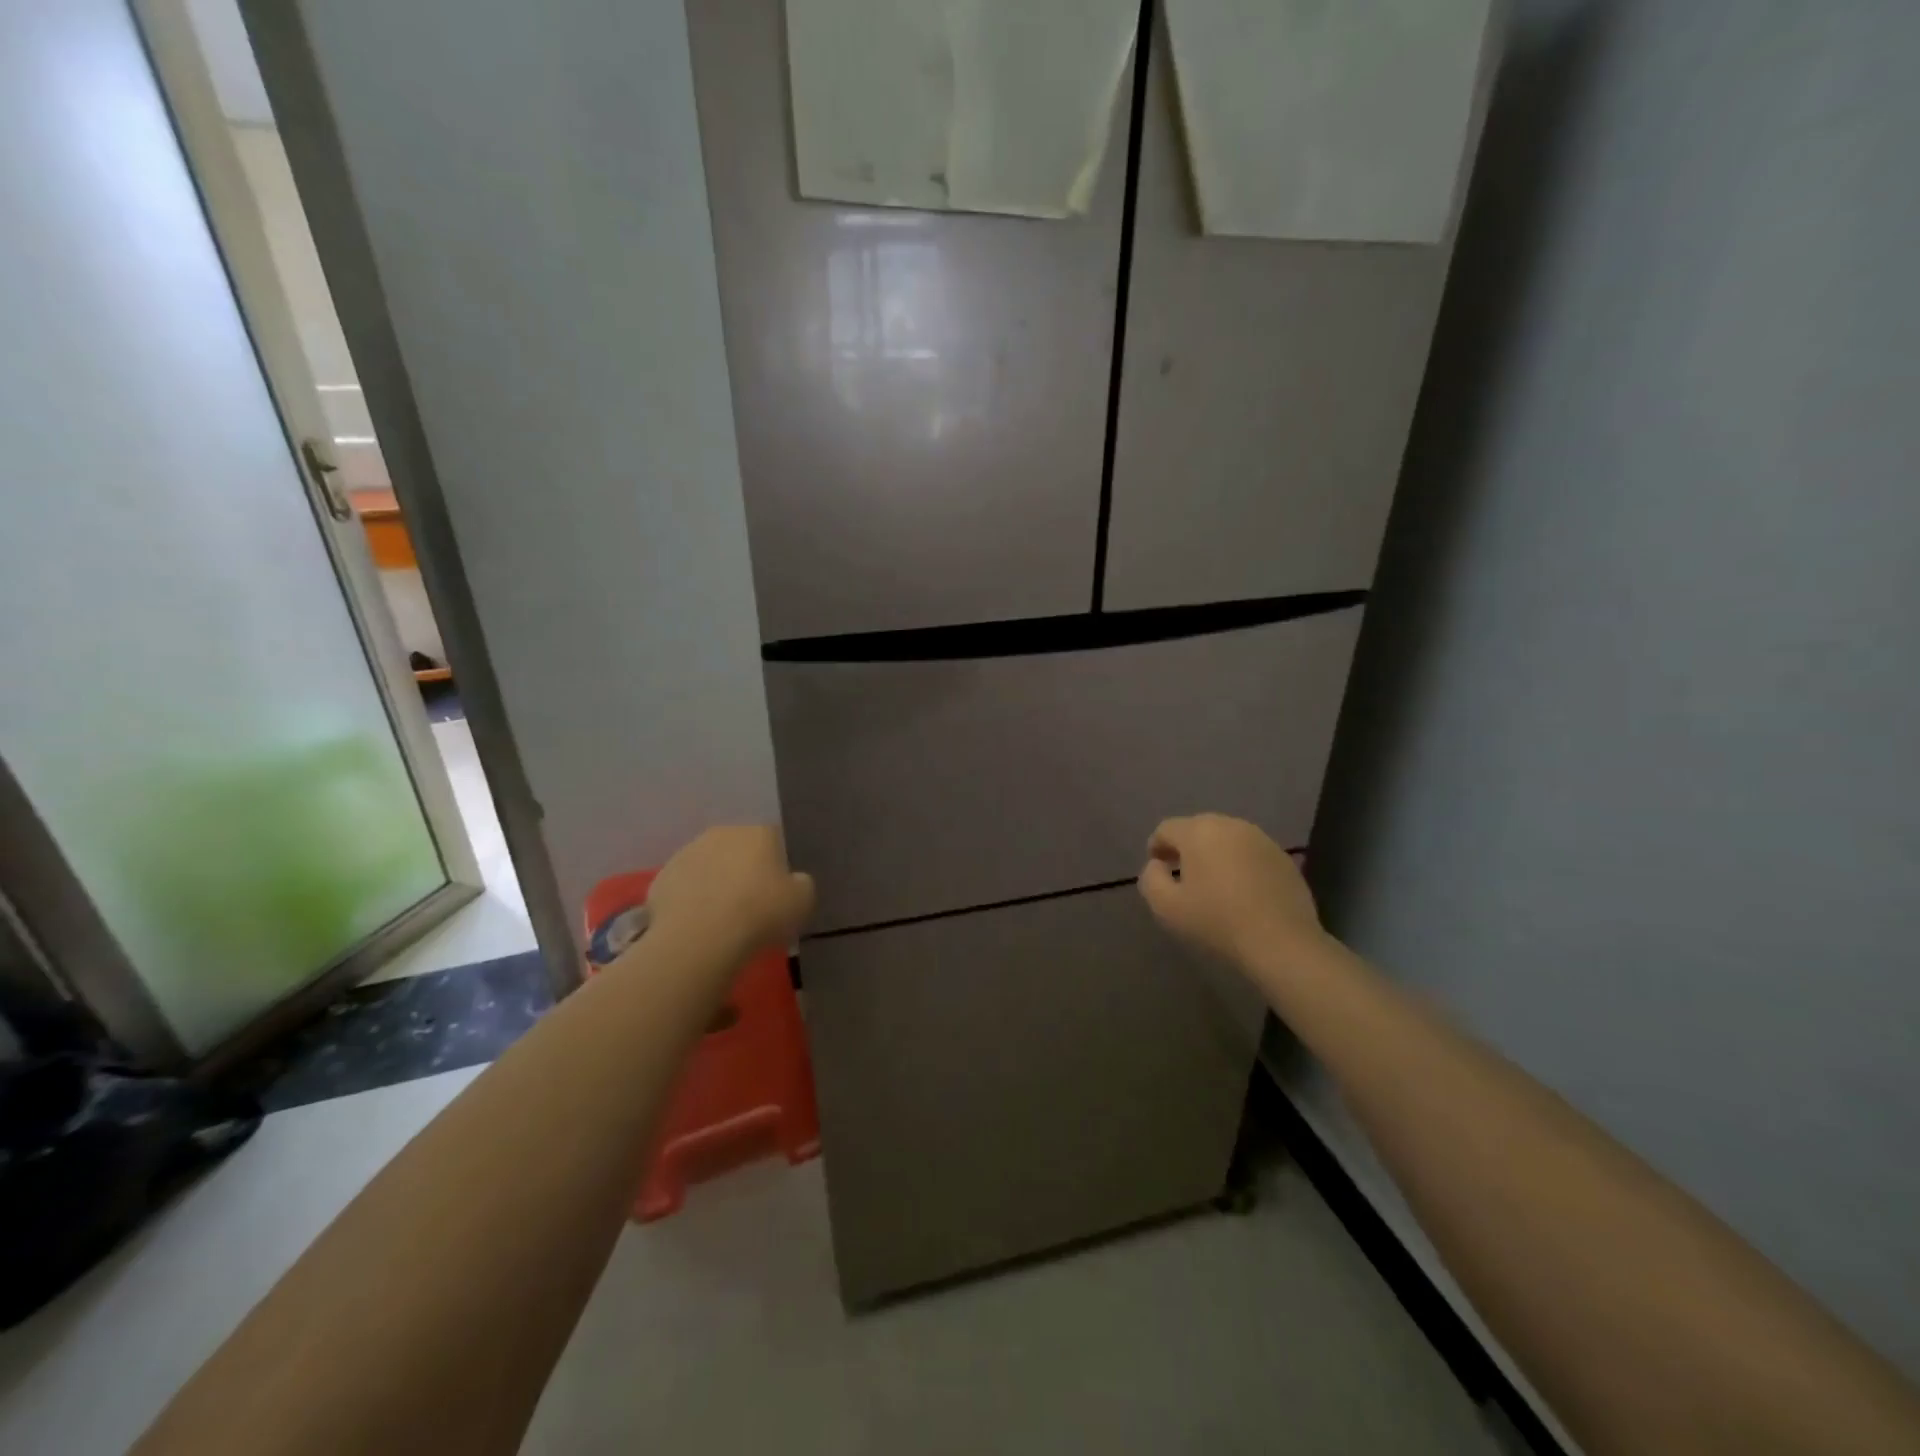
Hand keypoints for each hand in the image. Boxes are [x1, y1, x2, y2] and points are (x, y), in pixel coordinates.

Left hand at [644, 826, 814, 963]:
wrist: (700, 938)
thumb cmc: (760, 913)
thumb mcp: (803, 900)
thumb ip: (801, 883)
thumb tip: (793, 881)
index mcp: (759, 832)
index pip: (775, 839)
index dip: (779, 864)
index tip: (780, 889)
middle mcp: (722, 833)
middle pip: (738, 849)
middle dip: (744, 869)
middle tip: (752, 902)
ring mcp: (687, 853)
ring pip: (708, 865)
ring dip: (715, 882)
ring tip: (721, 917)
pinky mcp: (661, 878)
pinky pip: (683, 887)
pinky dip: (690, 901)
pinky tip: (697, 925)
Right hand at [1138, 814, 1324, 969]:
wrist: (1282, 943)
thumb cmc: (1217, 922)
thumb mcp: (1166, 907)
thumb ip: (1150, 878)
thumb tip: (1157, 865)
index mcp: (1199, 831)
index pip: (1166, 829)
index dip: (1156, 847)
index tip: (1157, 870)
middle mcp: (1230, 825)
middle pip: (1197, 829)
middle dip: (1185, 848)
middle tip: (1181, 876)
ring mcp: (1261, 839)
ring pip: (1226, 840)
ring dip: (1214, 855)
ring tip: (1212, 884)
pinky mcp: (1283, 858)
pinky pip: (1250, 854)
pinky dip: (1239, 865)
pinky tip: (1241, 892)